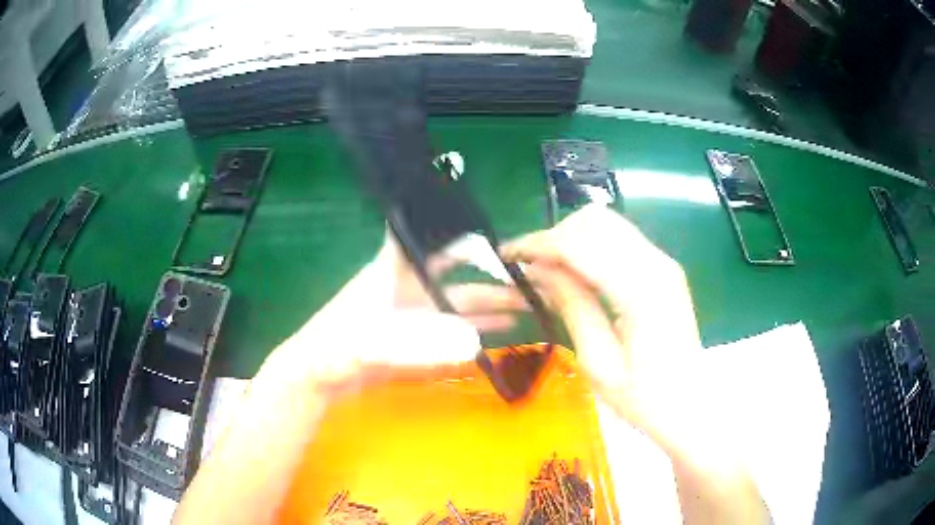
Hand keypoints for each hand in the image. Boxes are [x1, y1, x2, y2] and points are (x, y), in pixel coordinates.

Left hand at [260, 228, 528, 398]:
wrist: (320, 372)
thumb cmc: (342, 345)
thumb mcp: (377, 340)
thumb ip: (422, 345)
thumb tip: (474, 344)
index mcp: (398, 271)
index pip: (430, 236)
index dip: (456, 227)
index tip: (490, 225)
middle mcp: (412, 286)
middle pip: (460, 275)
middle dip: (492, 278)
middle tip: (529, 281)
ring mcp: (416, 312)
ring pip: (461, 303)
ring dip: (491, 305)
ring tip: (526, 306)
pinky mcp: (417, 336)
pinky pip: (454, 328)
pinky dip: (478, 328)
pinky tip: (501, 331)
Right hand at [503, 205, 767, 523]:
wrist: (691, 405)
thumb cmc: (644, 399)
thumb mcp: (599, 364)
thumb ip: (573, 308)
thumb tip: (539, 271)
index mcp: (641, 291)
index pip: (581, 245)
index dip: (539, 245)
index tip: (507, 256)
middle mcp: (657, 264)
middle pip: (595, 222)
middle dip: (554, 236)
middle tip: (527, 267)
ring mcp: (663, 263)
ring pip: (608, 224)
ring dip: (572, 238)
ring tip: (546, 270)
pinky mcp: (663, 269)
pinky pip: (620, 240)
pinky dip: (590, 246)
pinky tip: (575, 273)